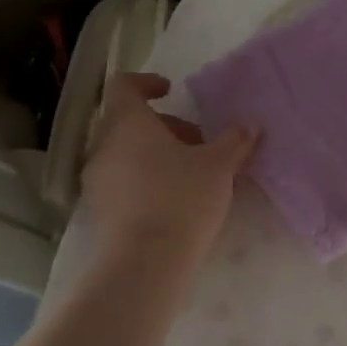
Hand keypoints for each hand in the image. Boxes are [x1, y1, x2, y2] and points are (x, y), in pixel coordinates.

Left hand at [80, 73, 257, 255]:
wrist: (145, 262)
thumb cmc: (182, 198)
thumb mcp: (219, 165)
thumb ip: (234, 140)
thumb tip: (249, 125)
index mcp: (128, 123)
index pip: (123, 86)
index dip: (146, 82)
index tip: (171, 91)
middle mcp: (104, 145)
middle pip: (127, 121)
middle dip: (163, 125)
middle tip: (198, 141)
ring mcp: (97, 179)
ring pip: (124, 151)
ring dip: (155, 152)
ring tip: (191, 171)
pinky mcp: (99, 209)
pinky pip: (122, 179)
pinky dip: (145, 177)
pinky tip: (175, 198)